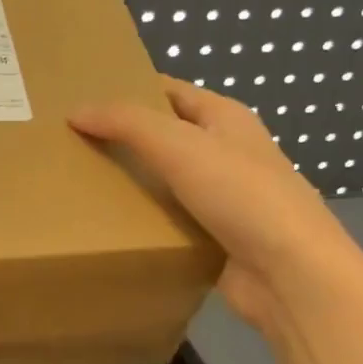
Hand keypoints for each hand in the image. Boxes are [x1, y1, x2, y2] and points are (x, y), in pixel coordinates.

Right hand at [71, 77, 362, 337]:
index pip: (171, 92)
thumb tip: (77, 111)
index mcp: (226, 118)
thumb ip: (126, 124)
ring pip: (168, 183)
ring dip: (134, 185)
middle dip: (125, 140)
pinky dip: (148, 223)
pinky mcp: (217, 239)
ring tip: (82, 186)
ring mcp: (225, 199)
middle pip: (167, 138)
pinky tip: (113, 228)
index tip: (85, 101)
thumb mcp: (179, 146)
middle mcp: (227, 153)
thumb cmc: (240, 194)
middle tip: (73, 146)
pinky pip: (173, 223)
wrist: (289, 273)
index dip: (131, 90)